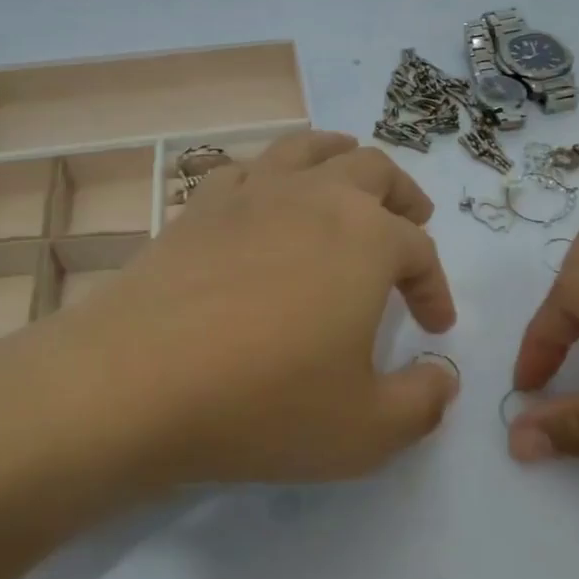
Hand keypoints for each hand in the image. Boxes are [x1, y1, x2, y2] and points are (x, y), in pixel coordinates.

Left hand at [51, 131, 458, 484]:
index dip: (435, 288)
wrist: (135, 384)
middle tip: (412, 223)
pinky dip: (273, 175)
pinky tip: (269, 201)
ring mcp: (253, 193)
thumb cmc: (265, 403)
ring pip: (311, 148)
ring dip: (344, 158)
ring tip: (352, 182)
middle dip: (403, 198)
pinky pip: (248, 168)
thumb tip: (442, 379)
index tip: (434, 327)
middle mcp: (316, 197)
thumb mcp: (367, 429)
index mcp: (367, 239)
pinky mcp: (199, 206)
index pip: (419, 252)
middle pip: (374, 171)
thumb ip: (422, 403)